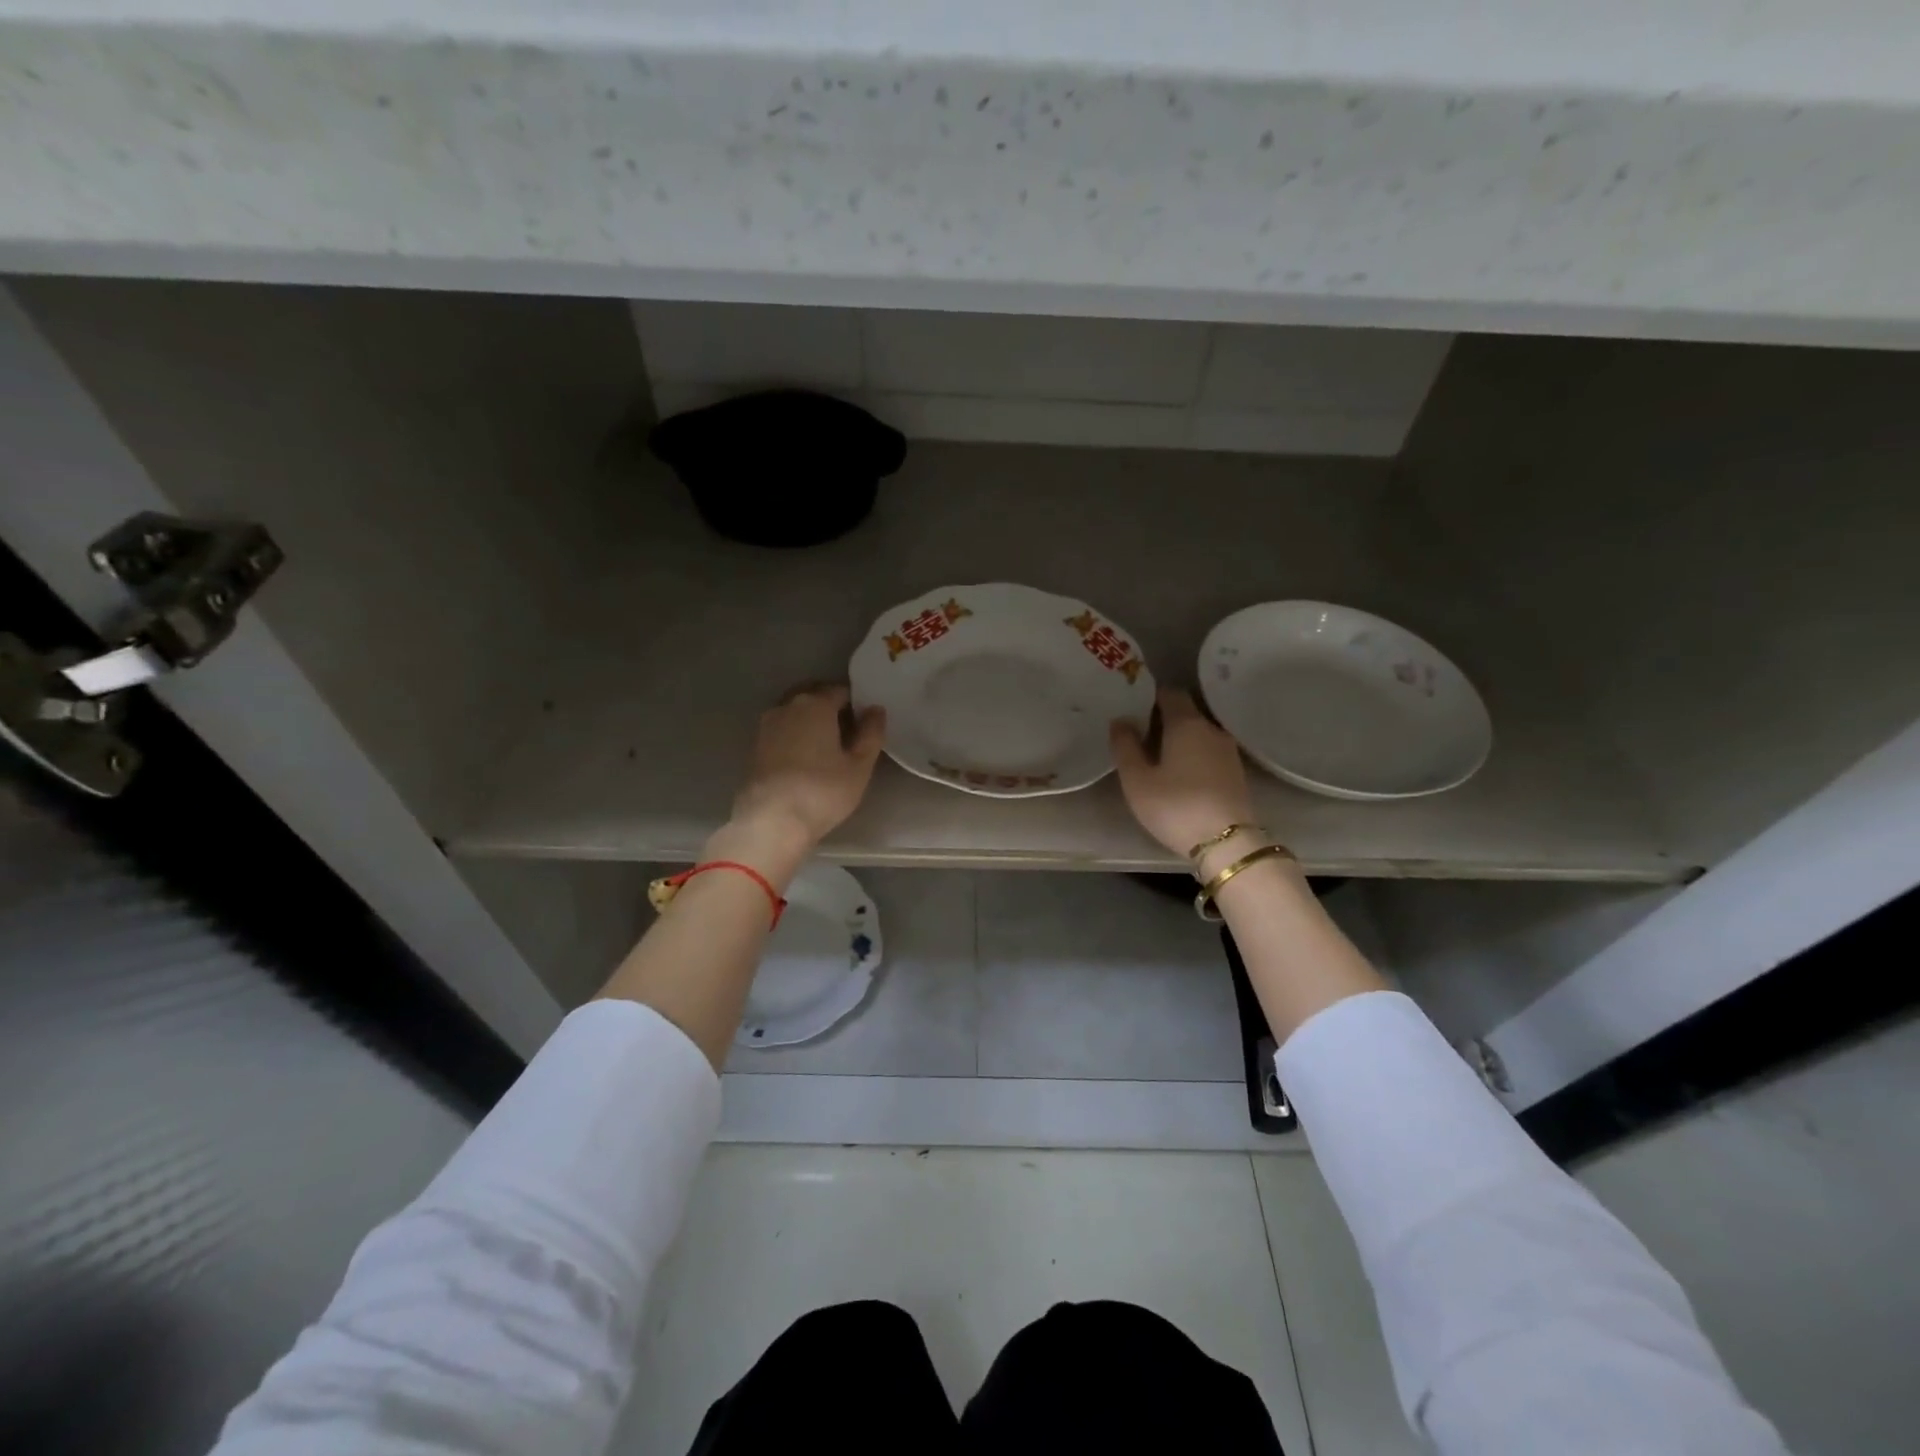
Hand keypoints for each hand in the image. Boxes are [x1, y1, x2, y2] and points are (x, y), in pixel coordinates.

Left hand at [730, 684, 885, 850]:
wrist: (771, 821)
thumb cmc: (823, 791)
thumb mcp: (859, 765)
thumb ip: (871, 733)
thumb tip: (876, 709)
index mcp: (816, 704)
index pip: (841, 691)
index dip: (856, 704)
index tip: (865, 723)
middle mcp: (787, 706)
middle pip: (814, 696)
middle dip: (831, 707)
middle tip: (848, 732)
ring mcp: (767, 726)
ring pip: (794, 712)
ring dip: (810, 721)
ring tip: (826, 746)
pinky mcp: (755, 746)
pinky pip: (782, 730)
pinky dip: (795, 735)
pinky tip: (805, 757)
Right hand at [1112, 688, 1257, 860]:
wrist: (1227, 843)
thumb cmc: (1175, 806)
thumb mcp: (1137, 780)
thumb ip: (1125, 746)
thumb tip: (1121, 720)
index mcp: (1186, 723)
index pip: (1170, 693)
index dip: (1150, 696)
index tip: (1132, 708)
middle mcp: (1211, 728)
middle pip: (1185, 712)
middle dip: (1162, 718)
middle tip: (1138, 735)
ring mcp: (1228, 750)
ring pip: (1198, 733)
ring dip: (1179, 738)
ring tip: (1157, 756)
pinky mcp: (1236, 771)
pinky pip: (1208, 751)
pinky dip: (1193, 754)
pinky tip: (1180, 773)